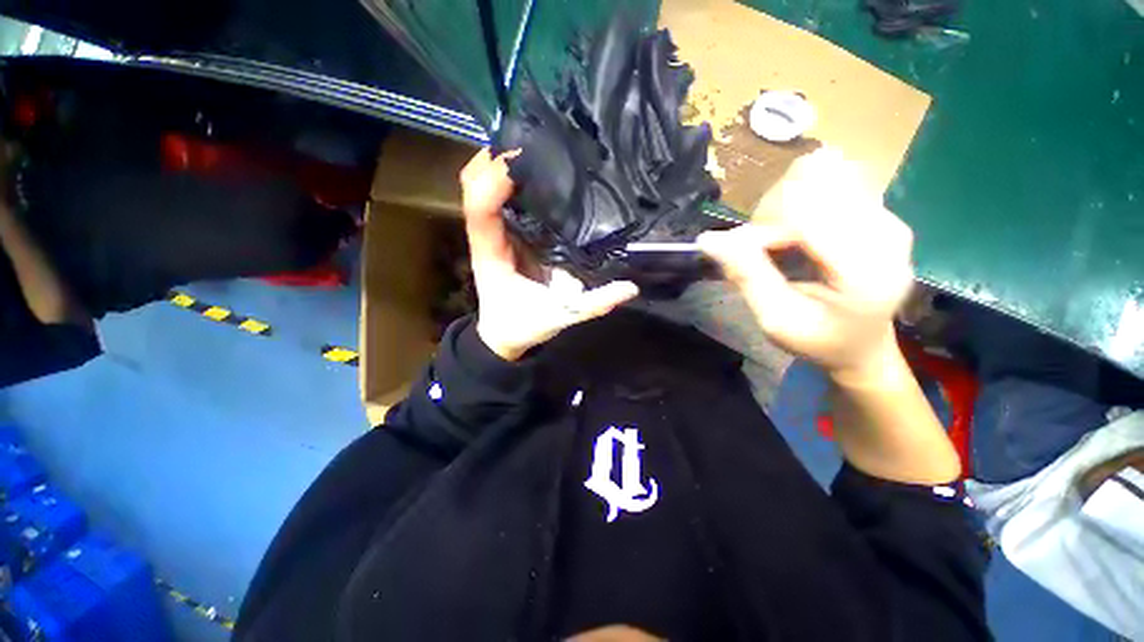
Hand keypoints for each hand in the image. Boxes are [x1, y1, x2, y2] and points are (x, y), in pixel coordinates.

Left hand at [460, 149, 638, 360]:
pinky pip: (500, 200)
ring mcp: (495, 234)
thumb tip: (630, 287)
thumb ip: (593, 304)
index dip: (493, 180)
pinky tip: (537, 170)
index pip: (480, 209)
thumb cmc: (522, 326)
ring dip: (500, 163)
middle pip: (474, 185)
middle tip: (530, 137)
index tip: (520, 156)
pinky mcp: (506, 236)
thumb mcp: (559, 318)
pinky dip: (510, 180)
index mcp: (492, 255)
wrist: (503, 335)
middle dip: (494, 157)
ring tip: (535, 144)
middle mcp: (488, 237)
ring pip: (483, 187)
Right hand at [698, 148, 913, 384]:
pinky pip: (829, 177)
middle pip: (811, 183)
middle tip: (762, 249)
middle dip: (772, 212)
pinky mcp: (879, 207)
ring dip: (783, 203)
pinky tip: (796, 229)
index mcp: (866, 269)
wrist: (863, 343)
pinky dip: (799, 198)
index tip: (746, 254)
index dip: (763, 226)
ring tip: (778, 240)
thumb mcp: (775, 319)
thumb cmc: (818, 339)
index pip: (805, 211)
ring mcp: (886, 213)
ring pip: (818, 173)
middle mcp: (885, 230)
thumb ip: (747, 276)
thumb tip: (709, 239)